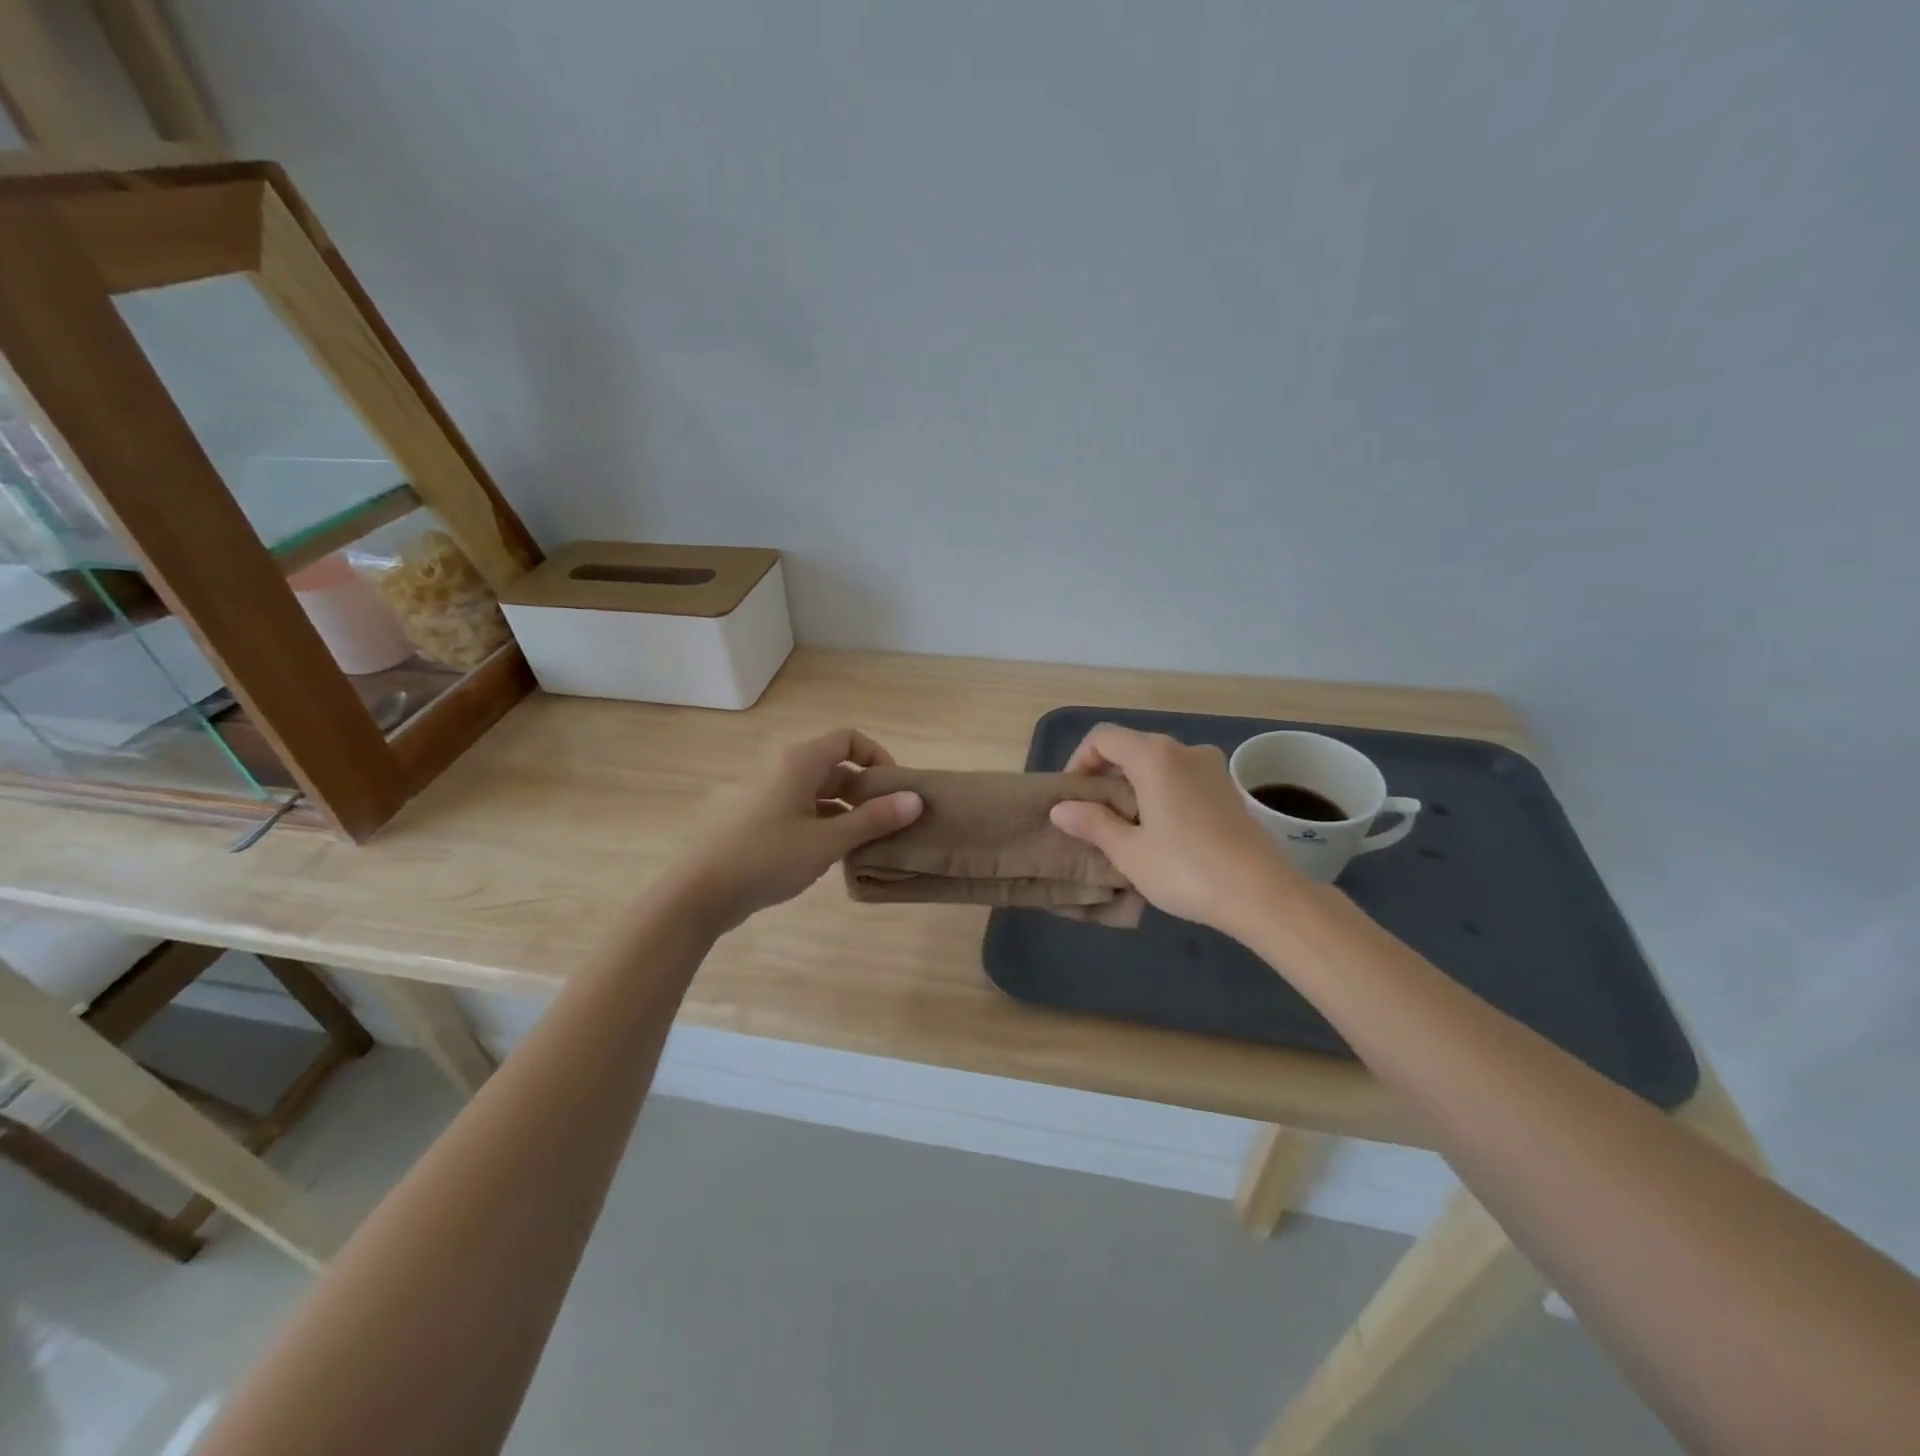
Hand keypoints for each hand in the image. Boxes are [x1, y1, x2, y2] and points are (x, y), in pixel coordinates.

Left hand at [672, 729, 922, 932]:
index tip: (896, 790)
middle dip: (866, 791)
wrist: (698, 893)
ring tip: (869, 842)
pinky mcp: (759, 820)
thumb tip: (915, 799)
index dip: (878, 757)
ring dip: (847, 811)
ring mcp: (768, 795)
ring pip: (820, 792)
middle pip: (836, 766)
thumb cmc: (767, 858)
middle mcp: (784, 769)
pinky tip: (835, 855)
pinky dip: (825, 824)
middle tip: (890, 822)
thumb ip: (873, 819)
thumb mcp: (828, 841)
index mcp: (800, 761)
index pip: (849, 739)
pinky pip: (802, 811)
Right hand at [1048, 724, 1305, 936]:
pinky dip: (1161, 793)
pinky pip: (1181, 779)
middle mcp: (1184, 750)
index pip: (1103, 738)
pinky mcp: (1228, 789)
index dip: (1079, 761)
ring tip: (1125, 828)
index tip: (1073, 798)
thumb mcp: (1129, 851)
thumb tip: (1061, 809)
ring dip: (1134, 786)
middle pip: (1131, 748)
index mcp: (1154, 756)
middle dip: (1105, 776)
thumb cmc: (1186, 869)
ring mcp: (1211, 768)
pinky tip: (1161, 833)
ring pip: (1158, 765)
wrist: (1263, 894)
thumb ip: (1092, 823)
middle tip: (1092, 817)